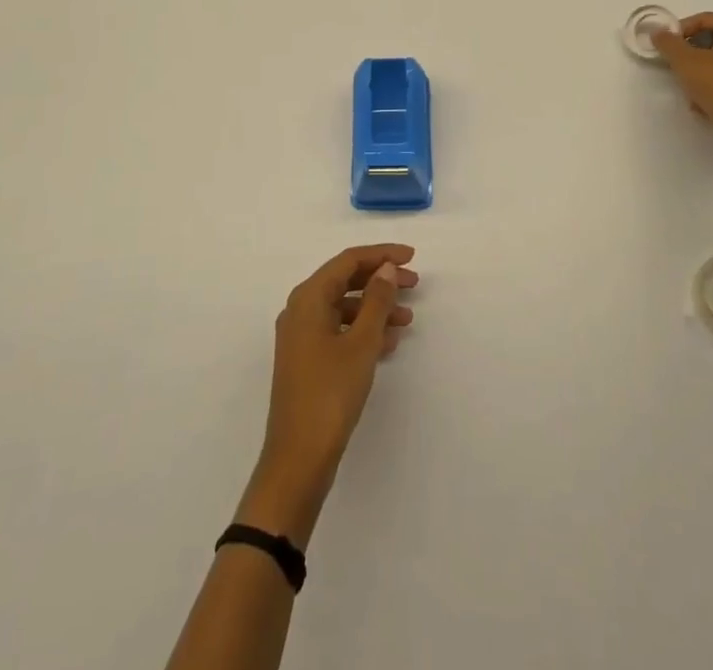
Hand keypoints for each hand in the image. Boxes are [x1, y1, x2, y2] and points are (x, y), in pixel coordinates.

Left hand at [239, 244, 417, 545]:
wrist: (298, 459)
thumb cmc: (330, 393)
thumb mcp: (361, 343)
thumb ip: (376, 301)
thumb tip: (386, 268)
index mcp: (307, 298)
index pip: (348, 261)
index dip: (381, 254)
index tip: (412, 256)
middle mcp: (300, 310)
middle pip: (344, 281)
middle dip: (380, 280)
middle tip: (414, 283)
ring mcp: (301, 336)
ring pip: (343, 307)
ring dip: (375, 308)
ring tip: (407, 318)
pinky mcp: (306, 360)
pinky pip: (339, 330)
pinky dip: (363, 330)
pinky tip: (389, 342)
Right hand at [651, 12, 712, 149]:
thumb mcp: (685, 60)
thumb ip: (668, 43)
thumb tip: (658, 32)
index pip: (706, 18)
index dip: (682, 28)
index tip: (666, 45)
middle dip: (690, 52)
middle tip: (674, 64)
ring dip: (699, 73)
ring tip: (686, 87)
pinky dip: (712, 90)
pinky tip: (700, 105)